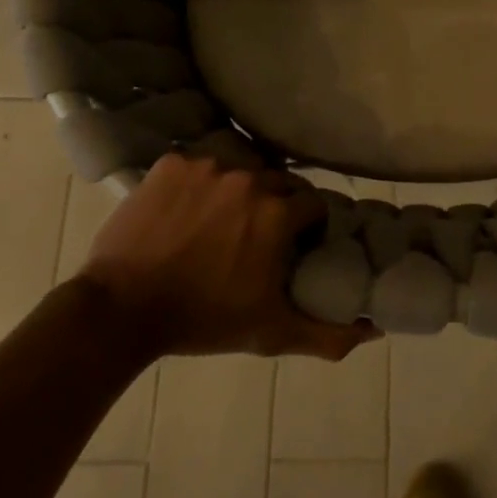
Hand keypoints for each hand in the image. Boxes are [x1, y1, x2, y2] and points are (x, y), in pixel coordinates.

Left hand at [76, 155, 374, 361]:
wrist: (121, 309)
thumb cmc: (203, 320)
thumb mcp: (270, 332)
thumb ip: (327, 333)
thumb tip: (375, 331)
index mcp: (278, 213)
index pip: (313, 204)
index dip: (309, 225)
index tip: (297, 244)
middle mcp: (248, 179)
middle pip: (278, 183)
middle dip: (275, 206)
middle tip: (257, 236)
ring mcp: (206, 166)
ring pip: (237, 172)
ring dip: (235, 193)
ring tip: (216, 224)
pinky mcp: (170, 164)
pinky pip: (196, 167)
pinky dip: (196, 185)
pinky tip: (184, 213)